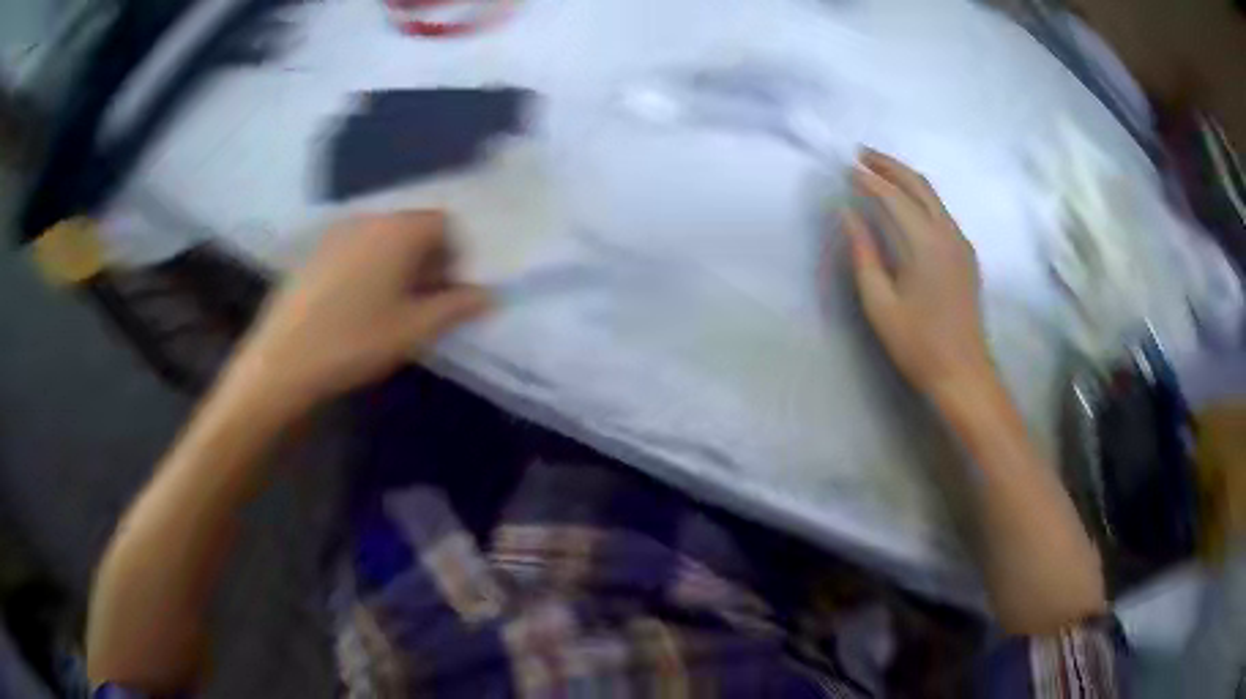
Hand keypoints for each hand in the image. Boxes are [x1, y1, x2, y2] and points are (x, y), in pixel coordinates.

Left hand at [232, 210, 490, 412]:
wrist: (283, 360)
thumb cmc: (355, 340)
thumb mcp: (415, 329)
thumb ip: (457, 307)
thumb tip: (489, 295)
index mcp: (399, 229)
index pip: (445, 223)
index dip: (457, 254)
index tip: (453, 290)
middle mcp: (370, 218)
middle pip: (413, 226)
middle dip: (429, 258)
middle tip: (428, 300)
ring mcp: (338, 232)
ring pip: (384, 237)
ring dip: (399, 263)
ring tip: (393, 306)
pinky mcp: (316, 251)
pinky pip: (357, 247)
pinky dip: (370, 266)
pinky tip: (359, 304)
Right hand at [840, 149, 994, 402]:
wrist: (964, 373)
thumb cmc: (918, 344)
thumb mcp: (880, 304)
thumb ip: (864, 254)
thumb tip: (849, 215)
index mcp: (925, 244)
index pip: (893, 197)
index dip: (869, 179)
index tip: (846, 167)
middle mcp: (947, 233)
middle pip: (919, 184)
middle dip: (890, 165)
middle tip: (862, 154)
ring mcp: (961, 243)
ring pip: (933, 196)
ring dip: (906, 178)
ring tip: (879, 172)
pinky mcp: (966, 254)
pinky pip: (941, 212)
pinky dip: (920, 197)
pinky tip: (906, 204)